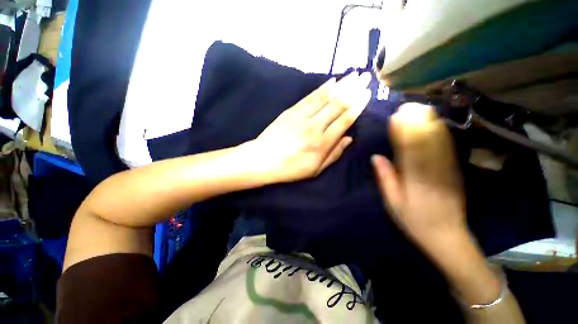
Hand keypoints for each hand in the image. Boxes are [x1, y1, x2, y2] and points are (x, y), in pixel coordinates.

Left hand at [247, 72, 370, 183]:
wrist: (263, 159)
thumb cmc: (291, 168)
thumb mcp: (315, 169)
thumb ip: (334, 154)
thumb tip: (348, 138)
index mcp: (323, 143)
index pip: (345, 120)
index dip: (358, 106)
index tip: (367, 94)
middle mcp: (315, 126)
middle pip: (338, 104)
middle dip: (354, 89)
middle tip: (365, 77)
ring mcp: (302, 117)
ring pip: (325, 97)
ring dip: (341, 84)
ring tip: (354, 74)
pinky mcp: (291, 111)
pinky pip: (310, 97)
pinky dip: (322, 88)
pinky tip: (331, 81)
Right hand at [372, 103, 465, 248]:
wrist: (447, 237)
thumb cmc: (414, 221)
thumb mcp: (393, 203)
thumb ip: (386, 179)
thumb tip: (376, 157)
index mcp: (414, 182)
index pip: (407, 152)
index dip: (402, 133)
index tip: (395, 117)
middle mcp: (432, 173)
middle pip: (425, 144)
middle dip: (417, 123)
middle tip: (408, 106)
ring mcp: (447, 172)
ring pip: (439, 144)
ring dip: (430, 124)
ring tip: (421, 108)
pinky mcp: (455, 173)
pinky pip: (448, 150)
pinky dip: (442, 135)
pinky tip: (436, 124)